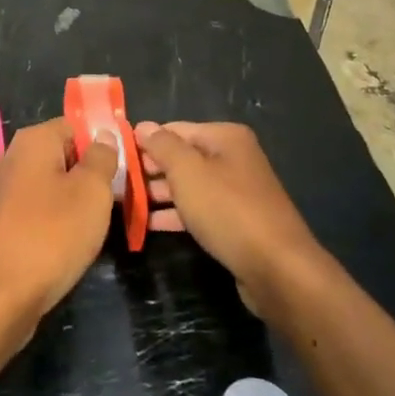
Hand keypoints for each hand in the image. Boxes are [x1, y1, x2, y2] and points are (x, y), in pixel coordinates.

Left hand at [0, 119, 117, 324]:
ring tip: (97, 227)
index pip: (76, 126)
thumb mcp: (92, 191)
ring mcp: (3, 193)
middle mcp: (13, 158)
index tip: (124, 170)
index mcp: (33, 140)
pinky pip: (37, 213)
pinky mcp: (0, 226)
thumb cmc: (51, 234)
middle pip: (62, 156)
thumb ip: (102, 158)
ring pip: (51, 187)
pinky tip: (70, 246)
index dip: (103, 144)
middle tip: (116, 200)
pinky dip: (55, 225)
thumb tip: (103, 134)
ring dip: (74, 204)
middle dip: (90, 176)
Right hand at [134, 121, 328, 320]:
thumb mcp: (188, 172)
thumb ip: (162, 146)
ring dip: (160, 194)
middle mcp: (233, 158)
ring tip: (127, 204)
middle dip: (151, 169)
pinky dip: (176, 214)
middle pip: (183, 157)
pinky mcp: (236, 222)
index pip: (175, 129)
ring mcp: (237, 192)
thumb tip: (143, 126)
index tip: (117, 157)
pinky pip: (199, 211)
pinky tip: (149, 224)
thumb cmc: (228, 210)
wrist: (277, 269)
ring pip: (189, 186)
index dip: (146, 141)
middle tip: (119, 183)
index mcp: (225, 137)